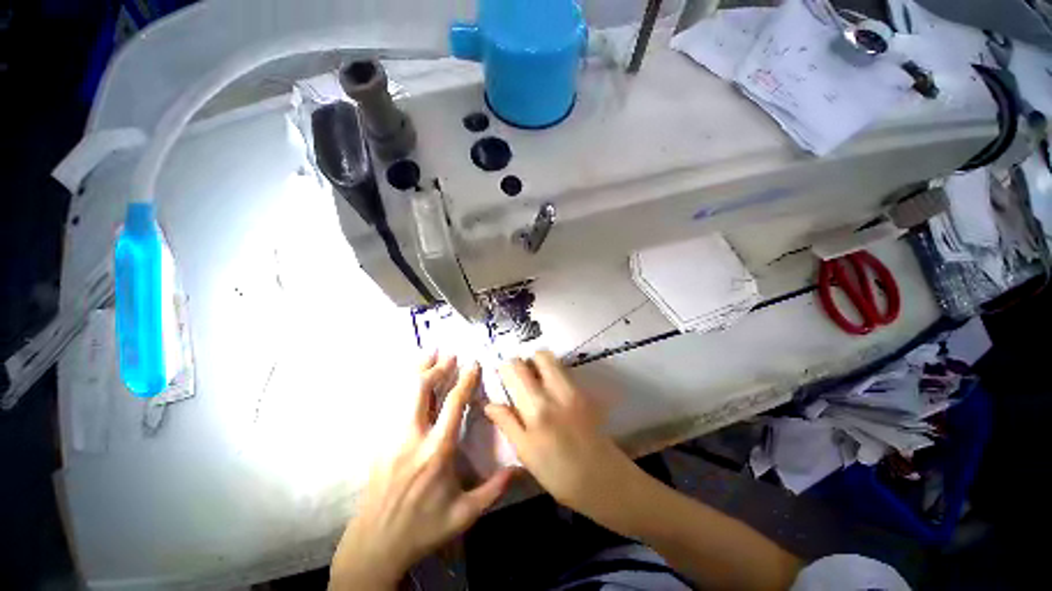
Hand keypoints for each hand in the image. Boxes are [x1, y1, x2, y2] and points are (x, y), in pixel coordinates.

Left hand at [331, 354, 514, 589]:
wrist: (374, 545)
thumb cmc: (423, 528)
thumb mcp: (464, 514)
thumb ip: (494, 489)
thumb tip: (520, 468)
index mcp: (436, 451)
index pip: (453, 404)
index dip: (465, 380)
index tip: (473, 364)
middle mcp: (412, 437)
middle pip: (420, 390)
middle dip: (436, 368)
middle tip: (449, 353)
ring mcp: (391, 438)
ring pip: (402, 393)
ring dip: (417, 371)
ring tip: (428, 354)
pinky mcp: (380, 442)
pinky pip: (393, 404)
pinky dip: (404, 386)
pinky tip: (411, 380)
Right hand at [486, 351, 637, 519]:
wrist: (603, 479)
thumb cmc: (558, 473)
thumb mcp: (526, 453)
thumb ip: (507, 423)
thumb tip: (489, 403)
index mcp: (536, 408)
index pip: (517, 370)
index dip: (505, 367)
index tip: (501, 373)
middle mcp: (556, 391)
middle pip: (539, 356)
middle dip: (526, 360)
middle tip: (519, 376)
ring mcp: (574, 389)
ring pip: (554, 360)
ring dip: (540, 364)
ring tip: (534, 382)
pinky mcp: (585, 393)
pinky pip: (565, 371)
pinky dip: (554, 372)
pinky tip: (550, 391)